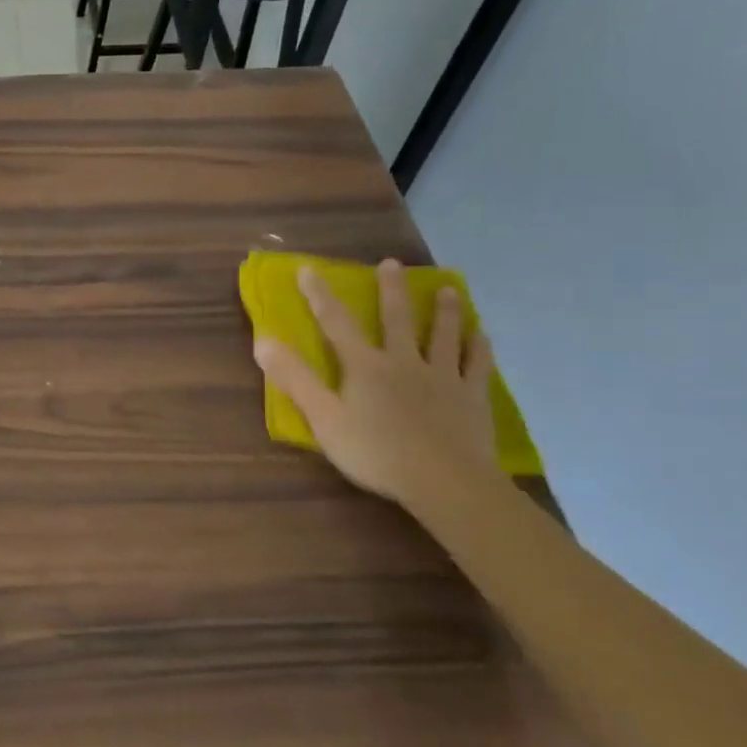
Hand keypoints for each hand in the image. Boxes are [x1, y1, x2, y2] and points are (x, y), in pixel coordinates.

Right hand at [253, 259, 499, 510]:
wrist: (445, 482)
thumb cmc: (376, 452)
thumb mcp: (324, 419)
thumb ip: (295, 379)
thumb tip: (263, 341)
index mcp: (365, 367)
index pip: (336, 323)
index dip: (320, 295)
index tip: (308, 270)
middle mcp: (404, 362)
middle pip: (397, 319)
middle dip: (391, 290)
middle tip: (392, 263)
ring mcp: (443, 377)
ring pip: (443, 335)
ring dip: (444, 310)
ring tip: (448, 289)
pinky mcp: (472, 397)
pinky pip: (477, 365)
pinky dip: (479, 347)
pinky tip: (483, 335)